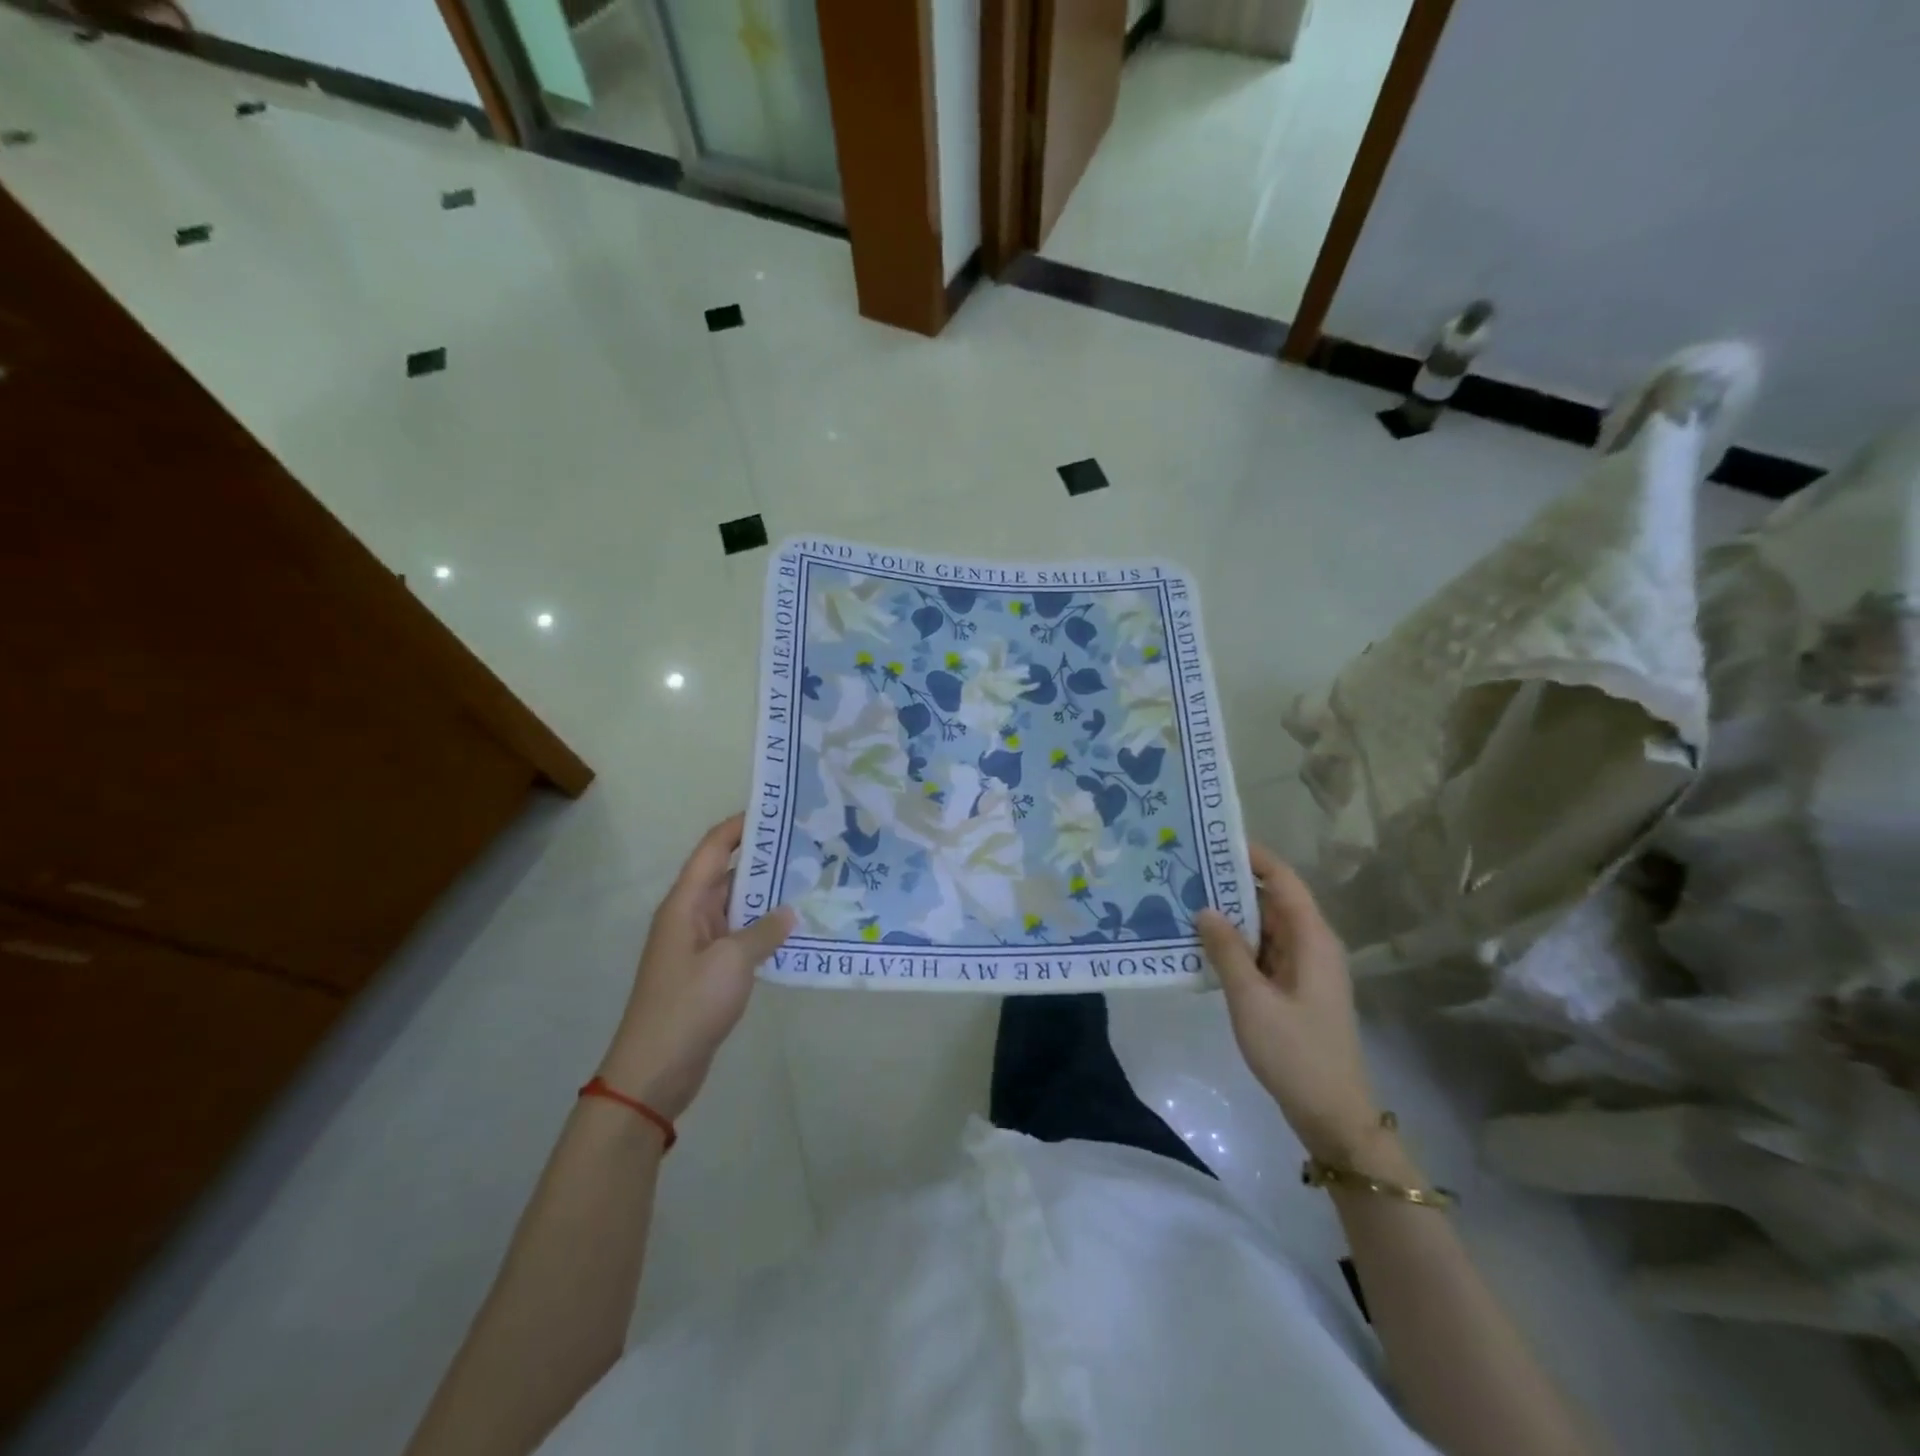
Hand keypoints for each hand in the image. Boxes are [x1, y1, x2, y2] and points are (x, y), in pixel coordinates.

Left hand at [596, 814, 794, 1119]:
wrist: (654, 1071)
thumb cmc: (689, 1005)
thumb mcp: (732, 962)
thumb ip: (764, 932)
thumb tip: (789, 911)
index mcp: (685, 904)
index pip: (713, 849)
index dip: (740, 825)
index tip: (777, 810)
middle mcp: (690, 916)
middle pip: (728, 874)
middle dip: (764, 859)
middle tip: (808, 846)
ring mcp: (698, 945)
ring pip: (737, 907)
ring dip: (767, 896)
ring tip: (810, 882)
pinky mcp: (708, 971)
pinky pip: (740, 937)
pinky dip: (764, 930)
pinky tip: (795, 930)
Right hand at [1196, 845, 1378, 1161]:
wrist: (1332, 1115)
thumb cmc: (1295, 1052)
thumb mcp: (1251, 1000)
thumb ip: (1227, 951)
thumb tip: (1204, 908)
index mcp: (1312, 939)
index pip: (1283, 880)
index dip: (1253, 856)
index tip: (1213, 839)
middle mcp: (1312, 945)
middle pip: (1272, 900)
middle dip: (1232, 883)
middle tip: (1186, 869)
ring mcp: (1304, 968)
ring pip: (1265, 927)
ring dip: (1231, 915)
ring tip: (1185, 899)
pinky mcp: (1294, 989)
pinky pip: (1263, 952)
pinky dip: (1236, 943)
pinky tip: (1203, 943)